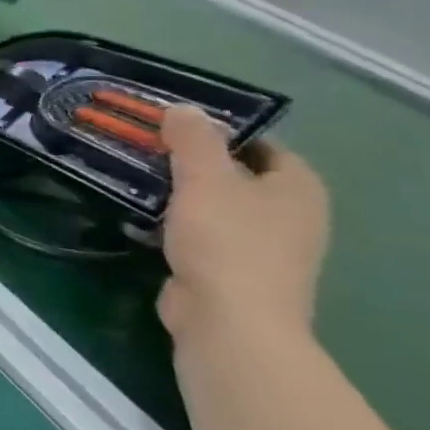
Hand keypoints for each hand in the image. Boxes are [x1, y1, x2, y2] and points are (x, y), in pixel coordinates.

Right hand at [158, 107, 329, 347]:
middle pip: (234, 173)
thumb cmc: (227, 241)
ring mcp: (262, 246)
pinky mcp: (229, 269)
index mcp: (298, 188)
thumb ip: (193, 140)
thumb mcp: (205, 179)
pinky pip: (199, 232)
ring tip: (131, 174)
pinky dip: (172, 221)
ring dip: (177, 192)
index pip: (261, 144)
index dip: (219, 130)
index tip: (171, 122)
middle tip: (143, 144)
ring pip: (213, 204)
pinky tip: (138, 214)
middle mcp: (289, 215)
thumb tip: (183, 109)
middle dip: (190, 160)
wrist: (228, 321)